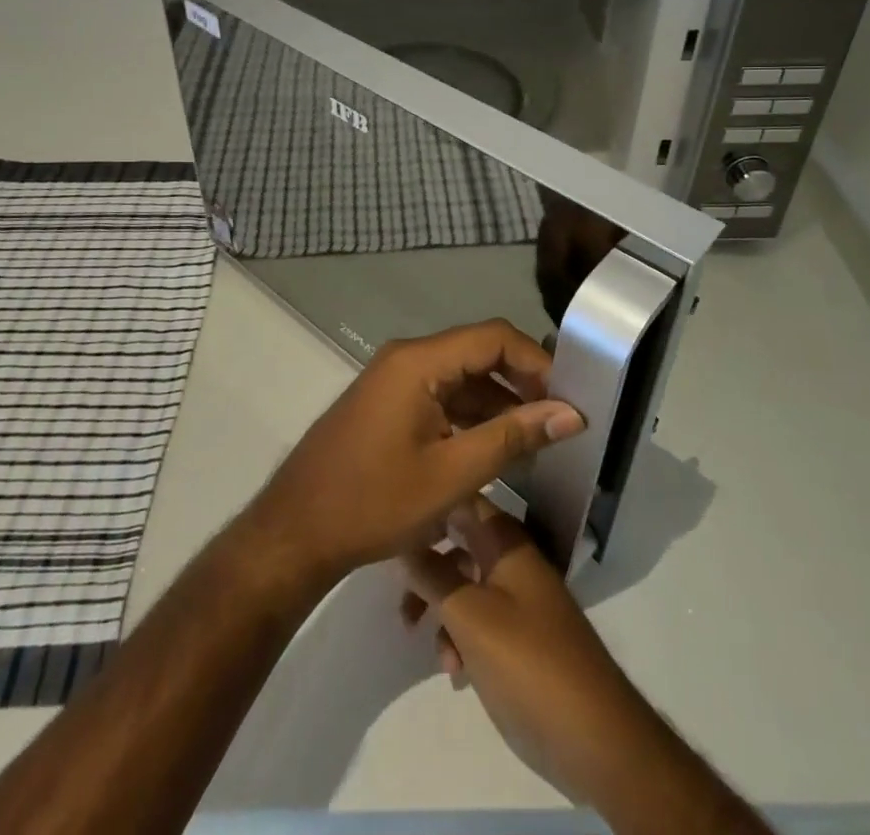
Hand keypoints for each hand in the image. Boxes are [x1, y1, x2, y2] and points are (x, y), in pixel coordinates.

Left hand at [242, 320, 584, 589]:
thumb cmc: (374, 502)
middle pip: (477, 353)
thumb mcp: (452, 475)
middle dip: (522, 384)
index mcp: (419, 361)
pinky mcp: (389, 404)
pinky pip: (440, 396)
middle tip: (561, 422)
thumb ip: (513, 437)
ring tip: (538, 442)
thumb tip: (572, 413)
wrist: (297, 531)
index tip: (569, 399)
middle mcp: (406, 358)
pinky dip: (471, 417)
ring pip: (461, 377)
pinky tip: (496, 449)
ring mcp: (394, 381)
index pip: (493, 338)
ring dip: (498, 404)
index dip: (537, 363)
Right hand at [399, 499, 659, 811]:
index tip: (393, 526)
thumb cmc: (529, 663)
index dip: (429, 506)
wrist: (595, 739)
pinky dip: (460, 639)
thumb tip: (402, 541)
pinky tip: (455, 672)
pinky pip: (478, 622)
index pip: (462, 500)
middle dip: (425, 568)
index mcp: (506, 542)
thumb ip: (432, 576)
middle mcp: (511, 562)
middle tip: (400, 598)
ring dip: (440, 611)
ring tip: (426, 646)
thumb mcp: (470, 616)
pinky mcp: (519, 639)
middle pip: (457, 545)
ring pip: (463, 586)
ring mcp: (517, 601)